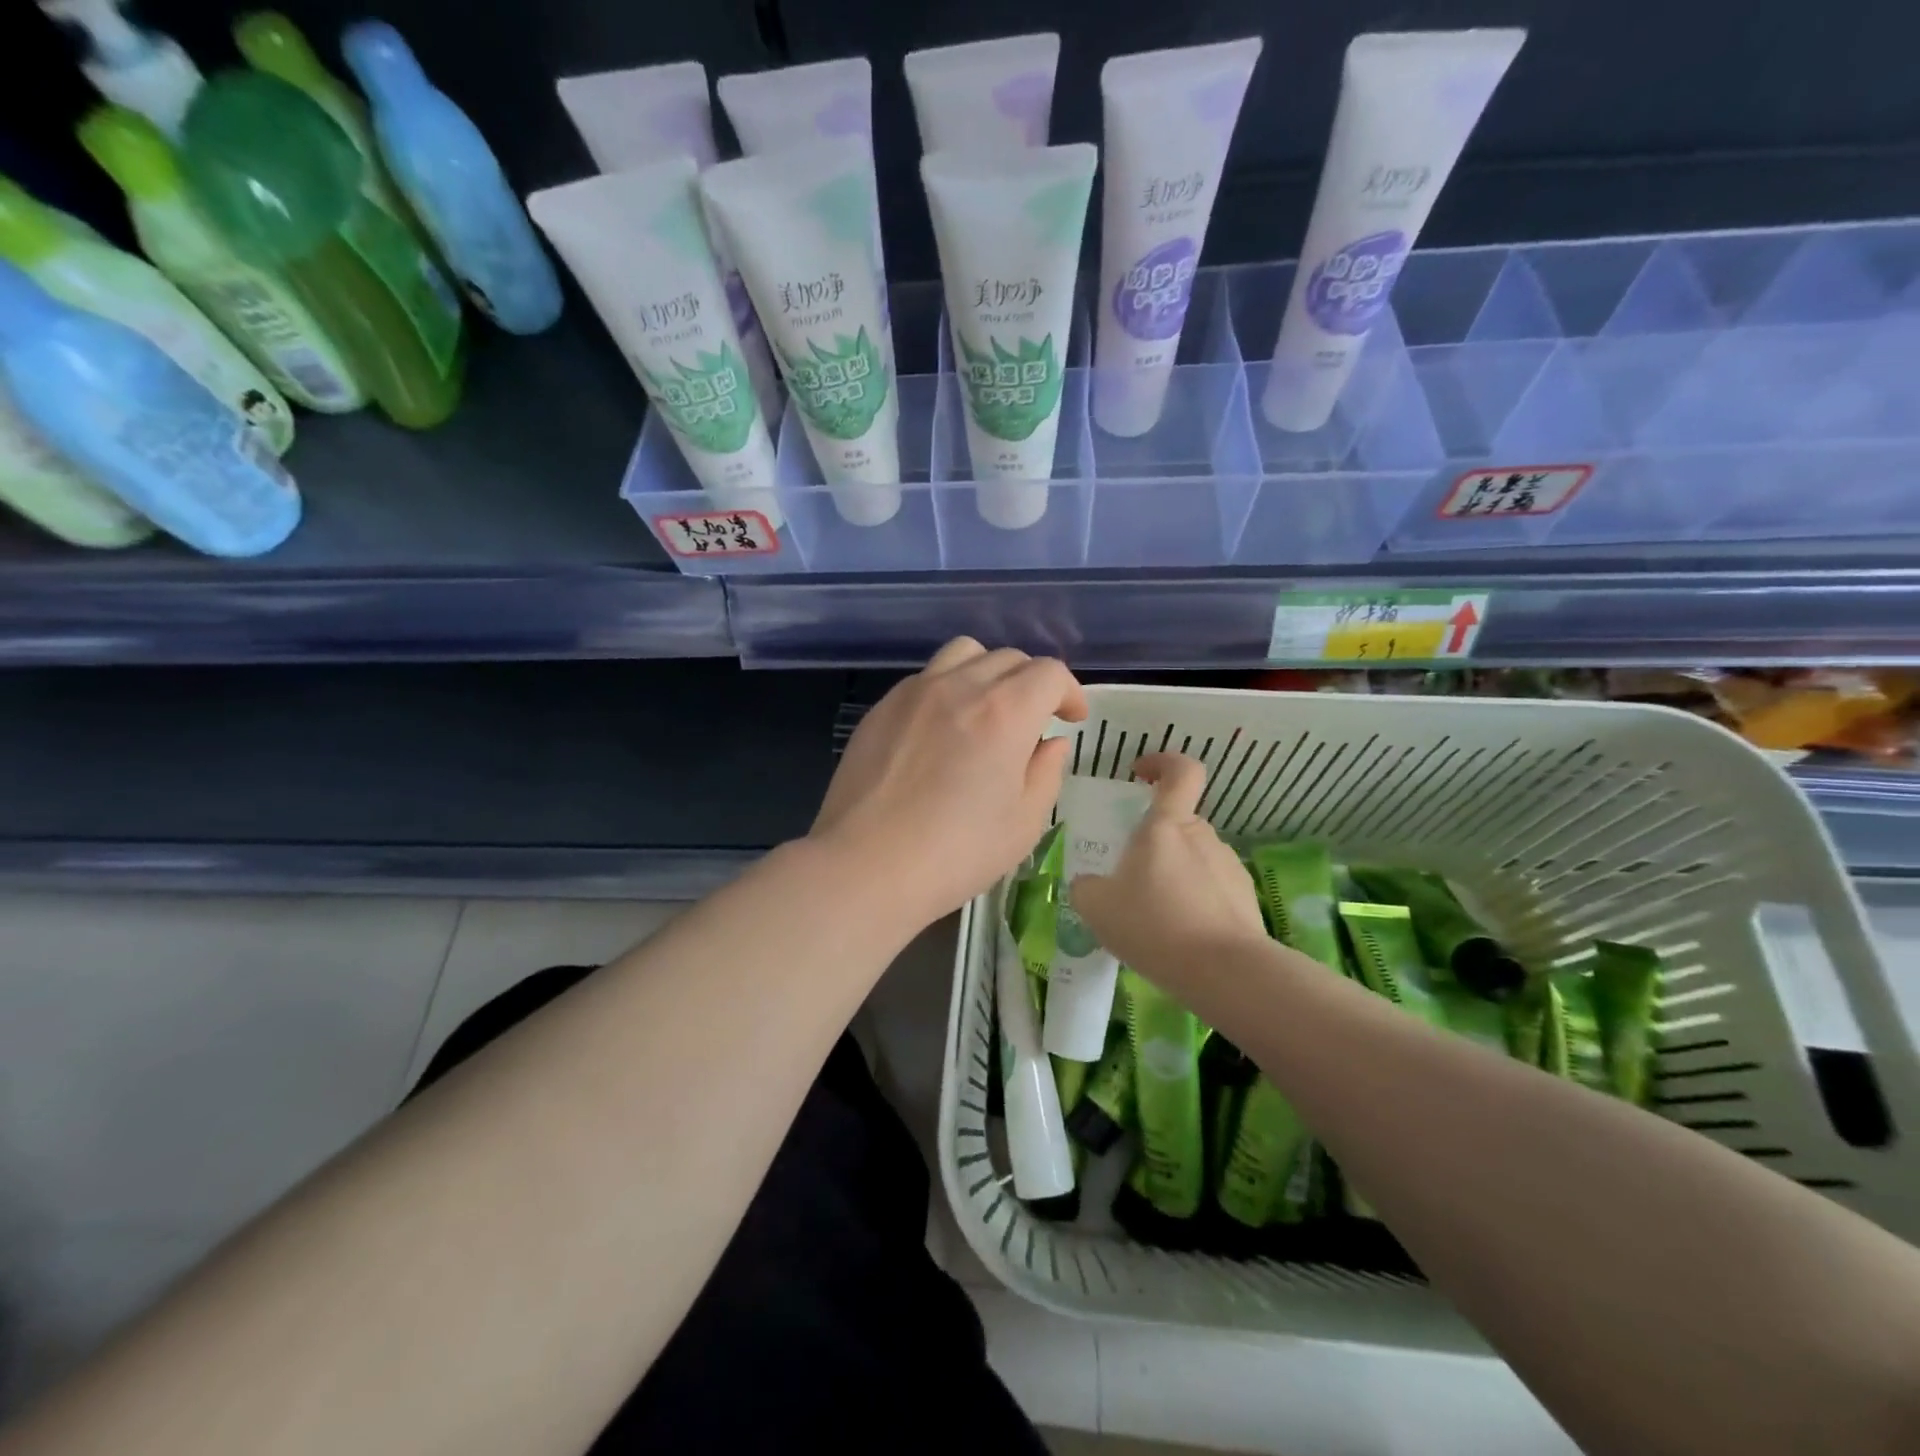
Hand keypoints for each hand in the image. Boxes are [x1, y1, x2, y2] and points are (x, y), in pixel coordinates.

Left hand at [811, 638, 1087, 930]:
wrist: (866, 865)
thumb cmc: (956, 853)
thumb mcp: (1023, 823)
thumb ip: (1046, 772)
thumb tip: (1050, 743)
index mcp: (1005, 711)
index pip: (1049, 673)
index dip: (1069, 692)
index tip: (1071, 719)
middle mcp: (960, 686)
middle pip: (1009, 658)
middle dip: (1033, 683)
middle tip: (1035, 721)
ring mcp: (915, 692)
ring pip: (964, 654)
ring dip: (988, 673)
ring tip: (988, 710)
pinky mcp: (882, 707)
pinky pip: (926, 678)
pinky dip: (949, 688)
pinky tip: (942, 729)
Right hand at [1070, 752, 1265, 988]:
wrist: (1224, 972)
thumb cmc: (1154, 925)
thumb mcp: (1096, 907)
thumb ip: (1086, 887)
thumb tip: (1089, 883)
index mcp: (1166, 825)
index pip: (1180, 771)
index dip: (1162, 762)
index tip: (1141, 774)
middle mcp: (1202, 835)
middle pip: (1177, 823)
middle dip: (1154, 842)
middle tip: (1130, 877)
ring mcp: (1228, 865)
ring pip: (1194, 858)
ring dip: (1174, 875)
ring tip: (1155, 917)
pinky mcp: (1245, 897)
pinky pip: (1211, 888)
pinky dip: (1195, 902)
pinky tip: (1180, 936)